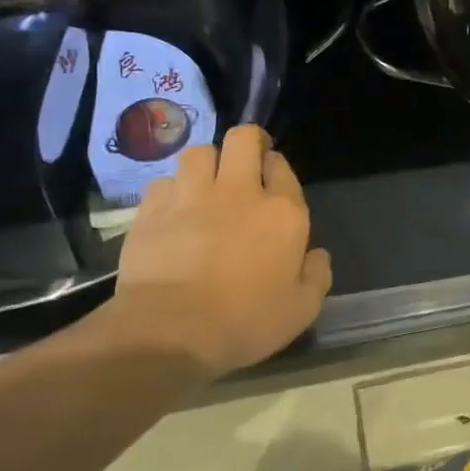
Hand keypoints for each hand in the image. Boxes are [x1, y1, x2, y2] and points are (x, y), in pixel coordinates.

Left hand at [94, 126, 331, 379]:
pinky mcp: (152, 209)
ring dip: (207, 163)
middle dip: (248, 142)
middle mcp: (239, 192)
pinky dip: (172, 190)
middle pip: (243, 139)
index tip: (273, 185)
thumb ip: (316, 275)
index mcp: (283, 213)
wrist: (171, 331)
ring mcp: (192, 195)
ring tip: (205, 184)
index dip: (277, 170)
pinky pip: (164, 181)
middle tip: (246, 162)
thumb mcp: (301, 309)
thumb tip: (317, 254)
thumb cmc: (245, 322)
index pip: (282, 167)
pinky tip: (172, 209)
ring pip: (199, 152)